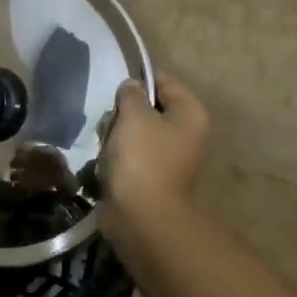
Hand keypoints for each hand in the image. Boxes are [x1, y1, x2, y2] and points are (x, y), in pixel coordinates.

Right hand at [99, 73, 208, 235]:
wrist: (141, 215)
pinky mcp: (150, 176)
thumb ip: (130, 94)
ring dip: (115, 135)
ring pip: (134, 131)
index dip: (138, 81)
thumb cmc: (142, 157)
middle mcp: (185, 134)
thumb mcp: (133, 114)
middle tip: (111, 123)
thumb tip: (131, 88)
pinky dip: (115, 155)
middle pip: (147, 107)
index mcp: (190, 115)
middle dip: (123, 112)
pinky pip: (129, 154)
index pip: (164, 82)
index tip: (116, 90)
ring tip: (106, 145)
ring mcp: (168, 157)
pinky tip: (105, 162)